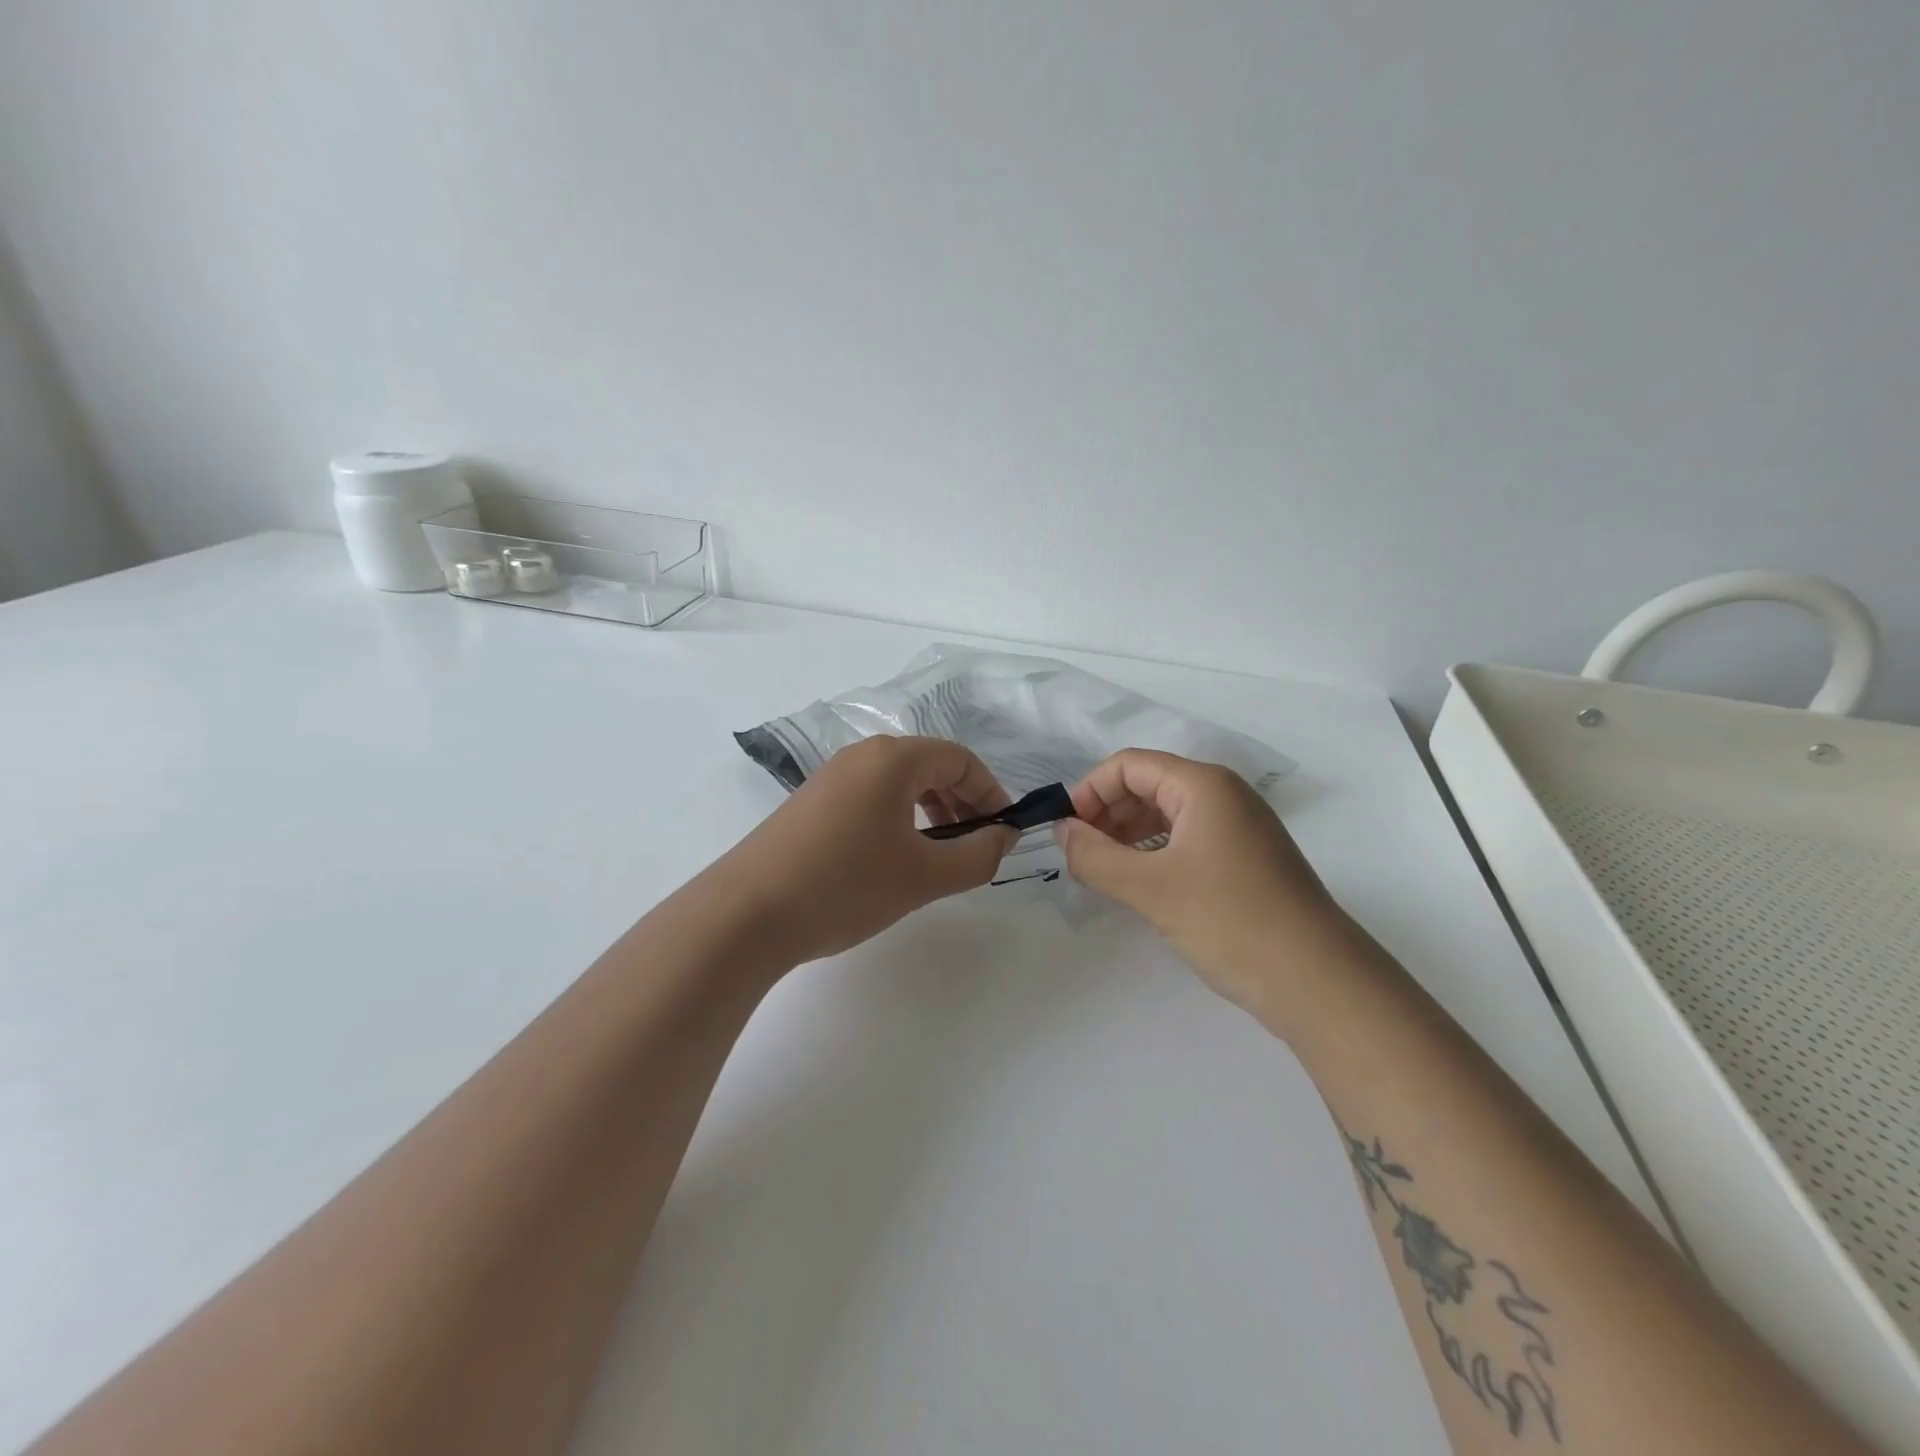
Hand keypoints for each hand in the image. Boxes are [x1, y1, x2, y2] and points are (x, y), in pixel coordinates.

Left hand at [711, 736, 1017, 966]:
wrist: (746, 914)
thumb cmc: (846, 885)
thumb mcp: (924, 876)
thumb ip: (978, 856)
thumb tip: (1004, 838)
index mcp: (893, 759)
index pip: (960, 759)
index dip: (990, 793)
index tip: (1003, 832)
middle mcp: (861, 756)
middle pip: (929, 767)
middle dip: (962, 803)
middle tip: (975, 847)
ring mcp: (830, 778)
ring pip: (898, 785)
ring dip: (931, 813)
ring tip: (938, 857)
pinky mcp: (810, 804)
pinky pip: (870, 799)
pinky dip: (897, 821)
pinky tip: (894, 861)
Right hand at [1054, 749, 1356, 1020]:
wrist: (1319, 982)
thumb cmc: (1230, 920)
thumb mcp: (1151, 888)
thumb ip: (1095, 856)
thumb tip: (1061, 831)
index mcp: (1204, 785)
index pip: (1129, 765)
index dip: (1090, 791)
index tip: (1066, 831)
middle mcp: (1224, 795)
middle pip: (1148, 785)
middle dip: (1107, 813)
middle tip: (1081, 855)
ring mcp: (1239, 828)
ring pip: (1167, 814)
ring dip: (1127, 835)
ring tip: (1103, 872)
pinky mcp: (1246, 860)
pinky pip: (1187, 840)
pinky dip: (1154, 853)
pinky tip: (1140, 884)